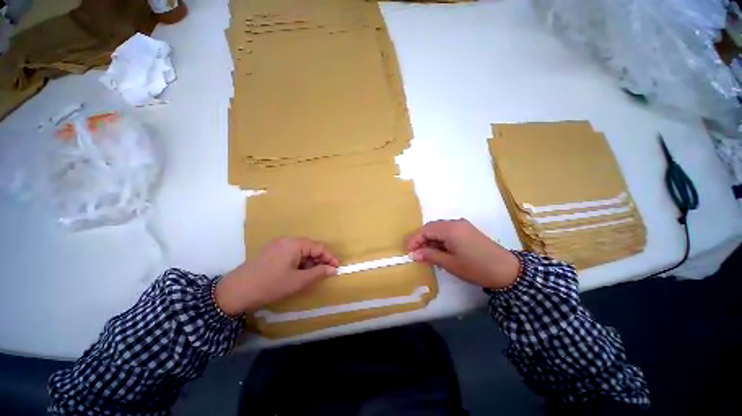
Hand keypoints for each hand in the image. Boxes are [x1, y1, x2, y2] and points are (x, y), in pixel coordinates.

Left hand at [215, 238, 338, 315]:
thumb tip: (333, 269)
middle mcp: (287, 240)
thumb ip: (318, 272)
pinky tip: (299, 273)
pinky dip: (299, 262)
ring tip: (313, 275)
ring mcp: (278, 245)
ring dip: (309, 261)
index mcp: (295, 243)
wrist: (236, 292)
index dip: (329, 257)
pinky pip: (291, 254)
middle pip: (310, 247)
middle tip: (325, 272)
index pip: (319, 246)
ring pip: (300, 251)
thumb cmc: (271, 285)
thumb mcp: (298, 281)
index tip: (336, 267)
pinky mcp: (271, 252)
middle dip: (319, 259)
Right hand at [407, 219, 520, 289]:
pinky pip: (448, 231)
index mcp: (450, 229)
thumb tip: (413, 254)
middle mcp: (455, 223)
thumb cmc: (476, 268)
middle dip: (421, 239)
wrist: (507, 270)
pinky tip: (439, 250)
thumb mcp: (450, 263)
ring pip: (439, 229)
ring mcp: (462, 225)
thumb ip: (430, 256)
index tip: (408, 251)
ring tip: (426, 253)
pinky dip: (440, 239)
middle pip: (432, 227)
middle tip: (415, 252)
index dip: (415, 239)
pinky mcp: (467, 230)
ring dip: (431, 239)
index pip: (426, 230)